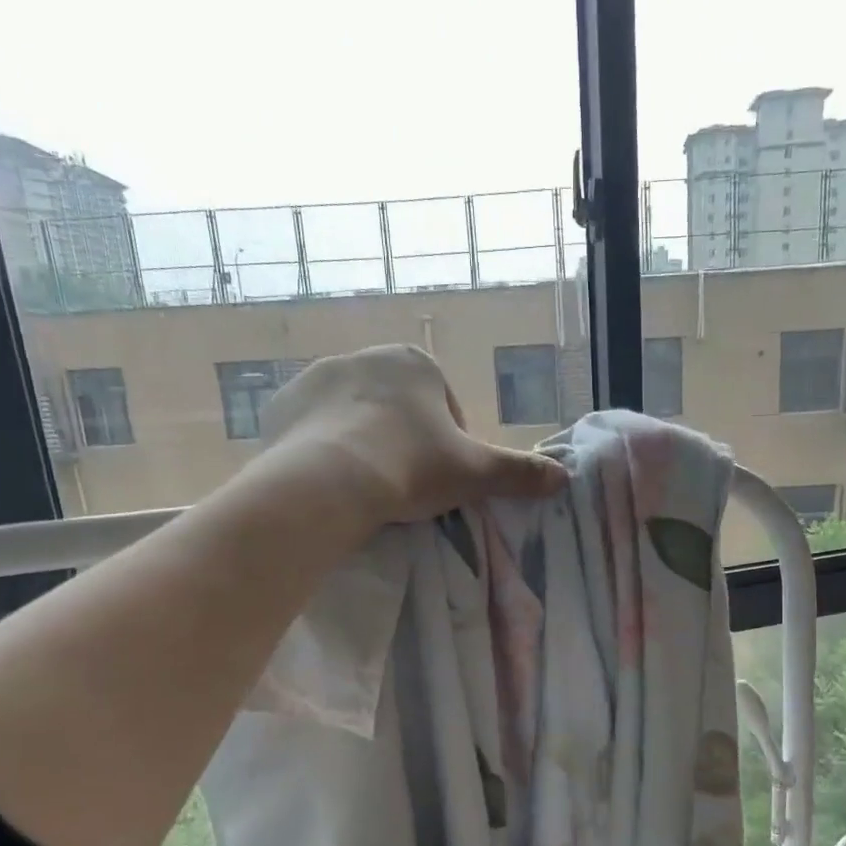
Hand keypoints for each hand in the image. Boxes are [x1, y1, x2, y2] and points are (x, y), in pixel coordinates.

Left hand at [265, 344, 565, 528]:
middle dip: (405, 441)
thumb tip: (564, 477)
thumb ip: (519, 472)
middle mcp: (365, 357)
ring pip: (354, 417)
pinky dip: (325, 449)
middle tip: (405, 487)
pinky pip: (313, 428)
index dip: (449, 446)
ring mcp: (317, 377)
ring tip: (367, 488)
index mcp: (416, 363)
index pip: (444, 407)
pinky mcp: (281, 404)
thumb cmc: (410, 467)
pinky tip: (332, 481)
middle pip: (398, 408)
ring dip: (365, 443)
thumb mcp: (474, 473)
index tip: (441, 480)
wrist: (328, 482)